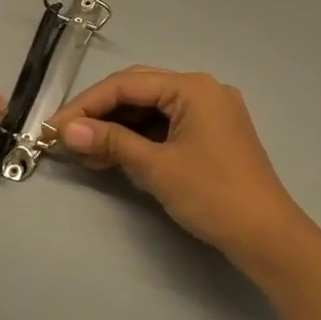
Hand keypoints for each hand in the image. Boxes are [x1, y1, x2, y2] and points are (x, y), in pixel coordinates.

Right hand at [51, 67, 316, 276]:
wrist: (266, 235)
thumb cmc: (212, 195)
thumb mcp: (157, 167)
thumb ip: (111, 142)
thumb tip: (66, 130)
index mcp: (193, 87)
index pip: (128, 84)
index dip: (86, 104)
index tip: (54, 128)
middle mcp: (203, 90)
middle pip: (139, 91)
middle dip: (100, 113)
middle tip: (65, 137)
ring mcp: (210, 112)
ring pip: (152, 110)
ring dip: (118, 128)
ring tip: (83, 152)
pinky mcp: (211, 135)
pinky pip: (167, 127)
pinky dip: (140, 140)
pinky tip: (113, 156)